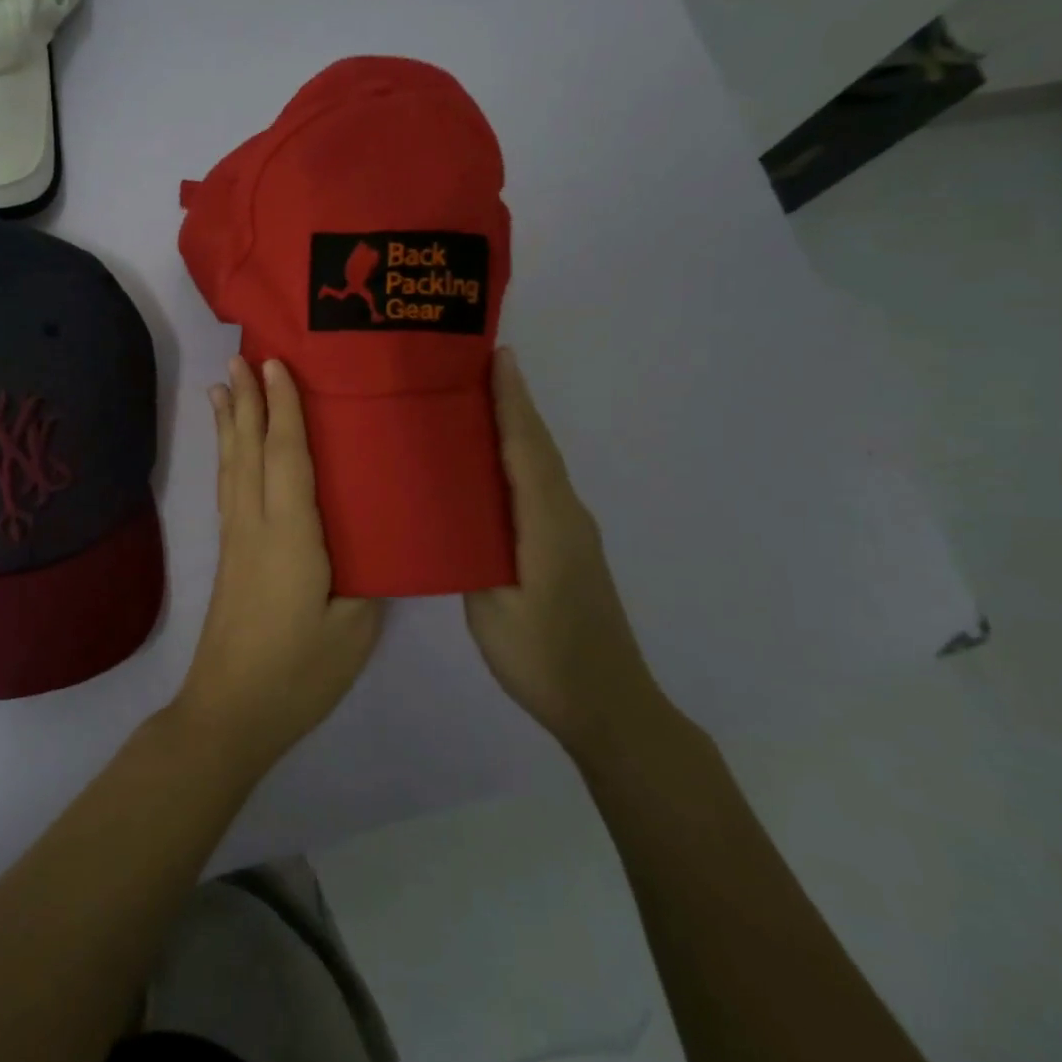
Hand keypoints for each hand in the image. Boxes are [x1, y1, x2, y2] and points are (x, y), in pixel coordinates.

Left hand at [175, 356, 383, 768]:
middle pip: (249, 450)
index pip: (286, 456)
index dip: (282, 408)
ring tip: (222, 386)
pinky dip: (227, 457)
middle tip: (240, 355)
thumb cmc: (299, 672)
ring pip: (232, 467)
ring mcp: (236, 540)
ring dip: (230, 423)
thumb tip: (373, 537)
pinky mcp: (229, 556)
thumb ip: (365, 575)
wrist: (231, 712)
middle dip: (246, 400)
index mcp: (290, 535)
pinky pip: (229, 489)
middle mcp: (255, 525)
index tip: (275, 364)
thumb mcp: (355, 627)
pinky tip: (228, 450)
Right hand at [464, 349, 666, 759]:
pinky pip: (539, 488)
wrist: (609, 705)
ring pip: (540, 466)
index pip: (528, 449)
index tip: (497, 357)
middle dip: (513, 402)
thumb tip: (452, 517)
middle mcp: (567, 516)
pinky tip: (490, 467)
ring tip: (475, 404)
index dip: (512, 401)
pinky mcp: (567, 548)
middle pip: (538, 447)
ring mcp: (572, 533)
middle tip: (475, 367)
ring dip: (516, 429)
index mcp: (548, 524)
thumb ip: (472, 555)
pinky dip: (519, 461)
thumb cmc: (545, 659)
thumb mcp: (492, 609)